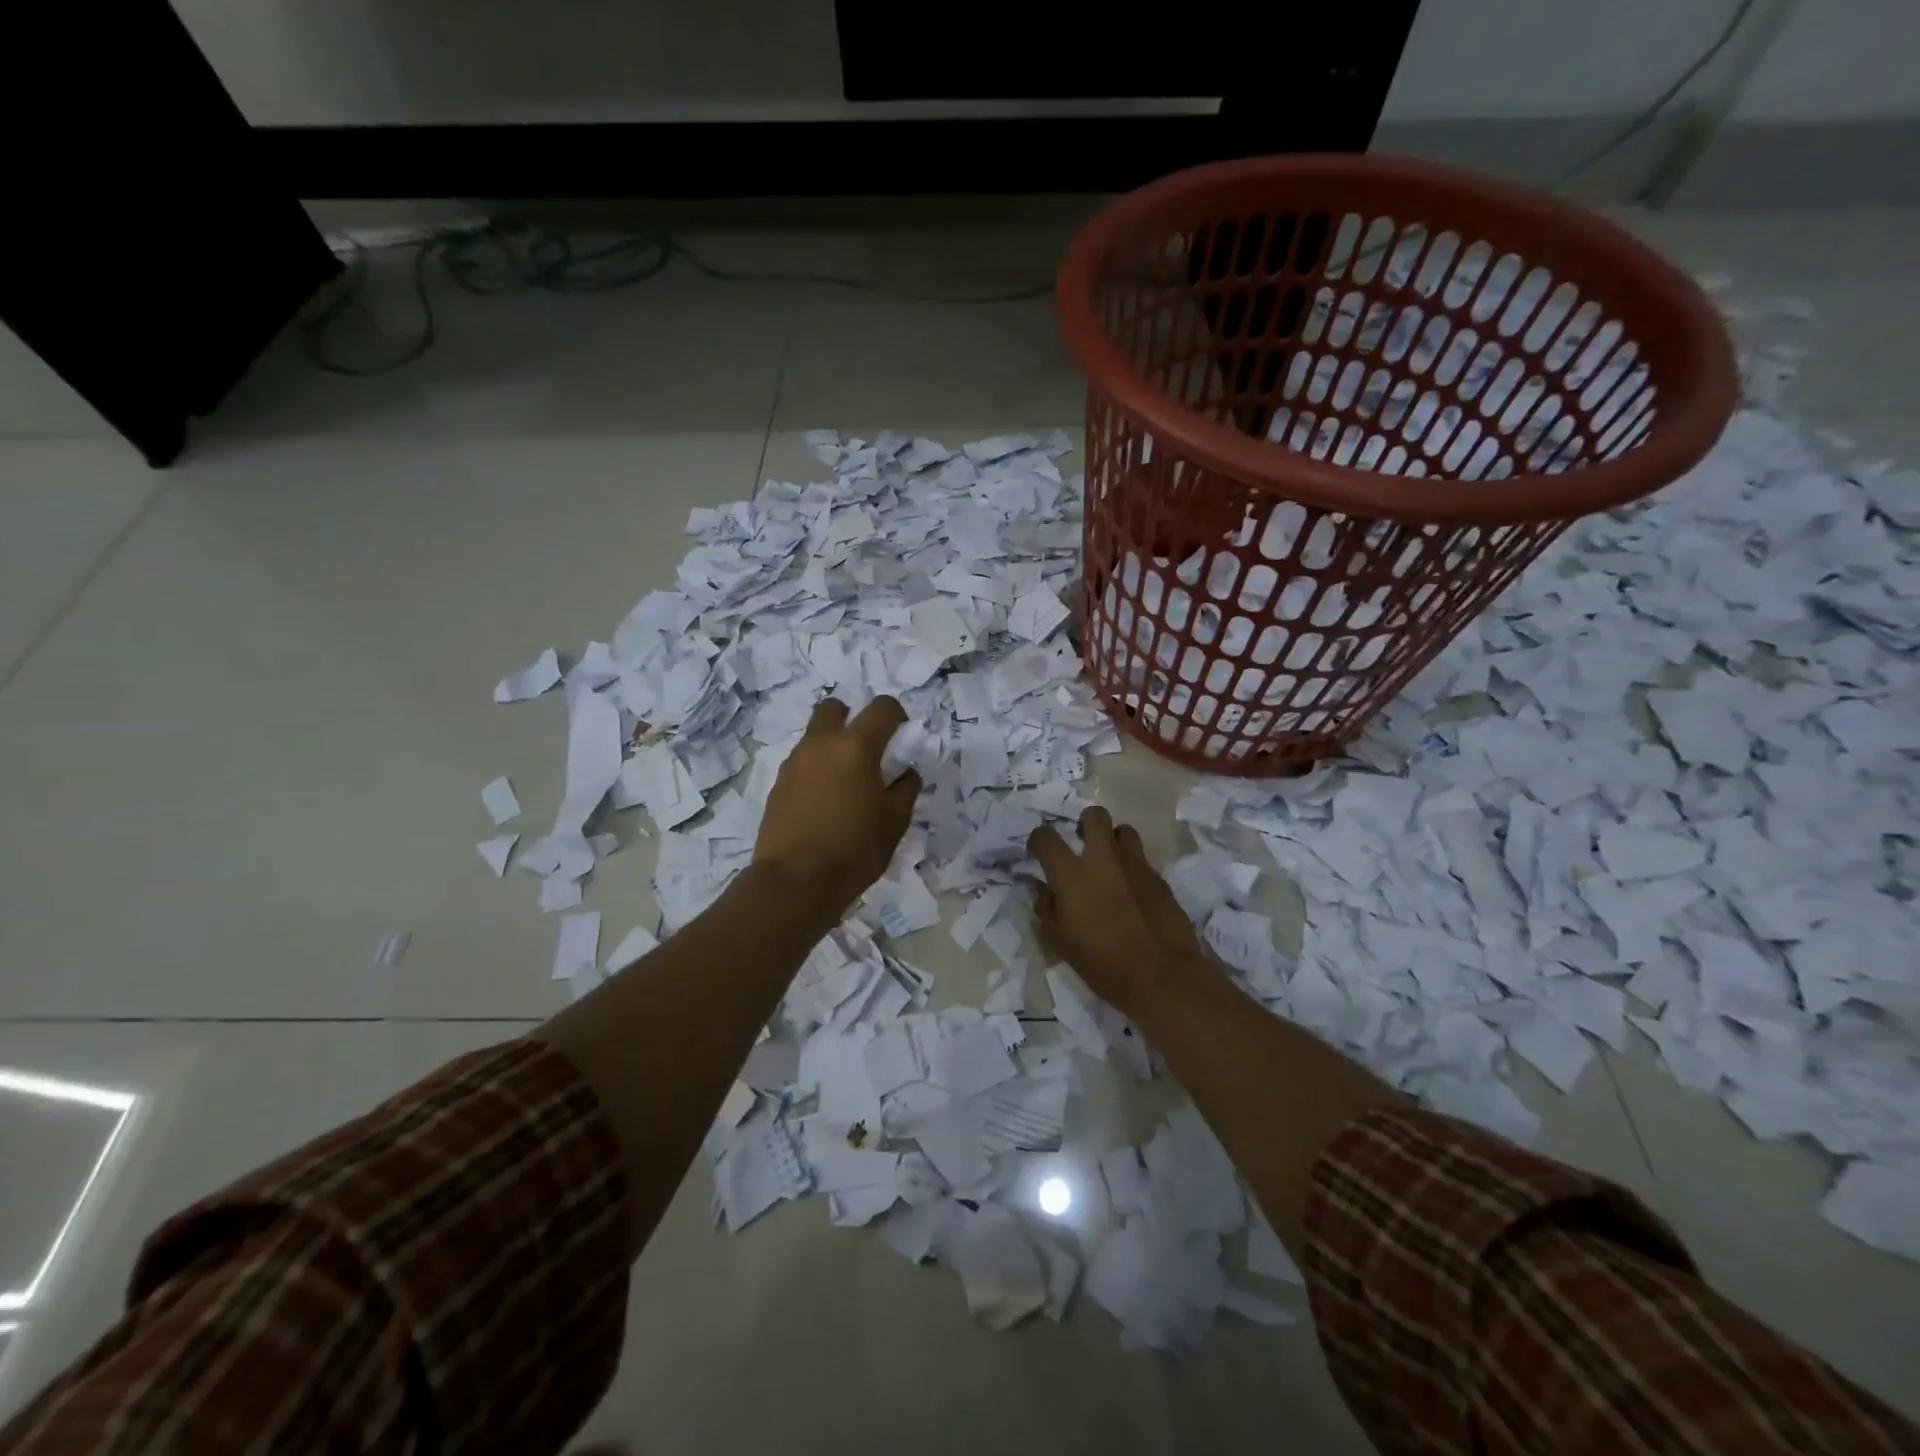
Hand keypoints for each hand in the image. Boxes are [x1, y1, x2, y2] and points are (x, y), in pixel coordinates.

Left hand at [755, 696, 921, 922]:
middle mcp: (821, 744)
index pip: (882, 707)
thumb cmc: (854, 849)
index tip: (902, 737)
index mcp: (855, 746)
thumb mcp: (895, 821)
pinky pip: (801, 763)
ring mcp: (794, 763)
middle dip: (852, 717)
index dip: (897, 716)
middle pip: (834, 707)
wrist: (794, 882)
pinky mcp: (777, 785)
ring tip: (845, 784)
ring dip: (832, 746)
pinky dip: (816, 770)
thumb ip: (905, 788)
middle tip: (866, 750)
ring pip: (814, 736)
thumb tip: (905, 772)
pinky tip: (824, 803)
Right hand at [1027, 807, 1217, 1023]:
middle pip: (1094, 816)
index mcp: (1071, 875)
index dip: (1038, 839)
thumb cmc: (1103, 964)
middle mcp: (1103, 859)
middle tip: (1082, 842)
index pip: (1046, 837)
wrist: (1161, 975)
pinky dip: (1131, 867)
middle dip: (1085, 822)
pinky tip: (1131, 890)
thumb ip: (1046, 908)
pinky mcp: (1159, 877)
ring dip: (1113, 840)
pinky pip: (1141, 858)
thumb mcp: (1061, 942)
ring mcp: (1135, 865)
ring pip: (1123, 830)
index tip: (1039, 850)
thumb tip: (1040, 887)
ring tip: (1110, 862)